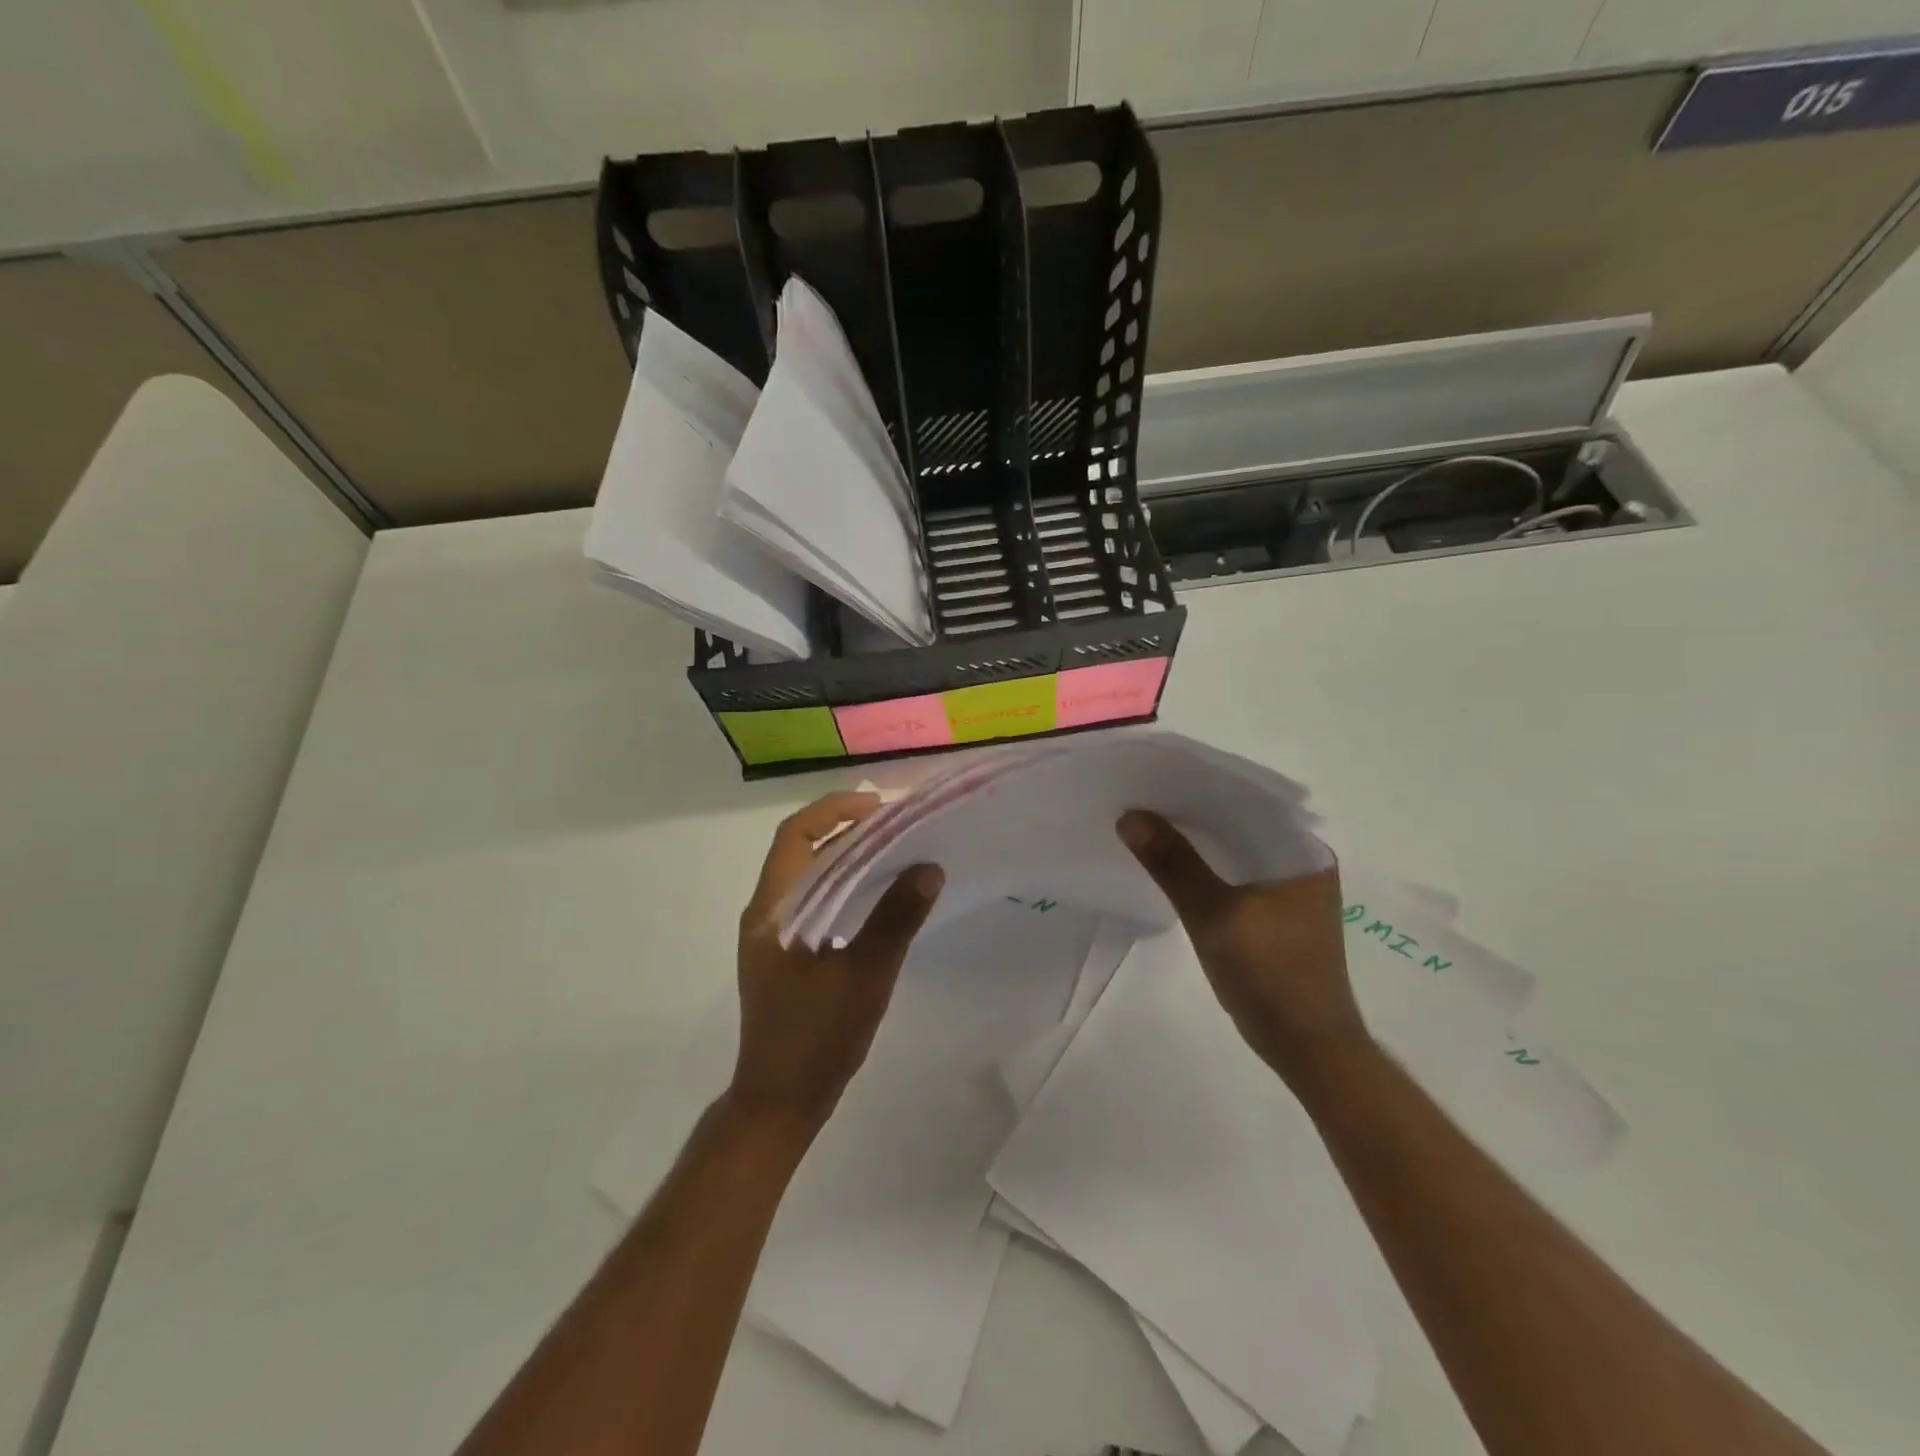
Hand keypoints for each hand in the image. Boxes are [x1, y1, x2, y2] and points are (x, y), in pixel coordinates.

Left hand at [729, 791, 942, 1139]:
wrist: (780, 1102)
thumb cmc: (817, 1037)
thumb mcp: (865, 975)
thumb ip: (895, 918)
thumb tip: (929, 867)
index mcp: (773, 910)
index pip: (795, 836)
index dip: (833, 811)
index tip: (878, 806)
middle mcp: (766, 914)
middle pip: (801, 851)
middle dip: (845, 829)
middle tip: (894, 824)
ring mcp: (772, 936)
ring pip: (808, 877)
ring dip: (845, 858)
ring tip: (892, 851)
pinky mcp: (784, 955)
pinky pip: (813, 902)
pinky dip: (842, 887)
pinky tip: (875, 897)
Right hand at [1118, 809, 1366, 1084]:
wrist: (1309, 1049)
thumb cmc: (1271, 977)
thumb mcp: (1215, 917)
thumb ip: (1174, 864)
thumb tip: (1130, 816)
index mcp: (1302, 851)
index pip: (1248, 798)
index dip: (1201, 783)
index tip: (1156, 773)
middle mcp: (1301, 860)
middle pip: (1239, 821)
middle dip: (1194, 810)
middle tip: (1142, 795)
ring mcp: (1291, 888)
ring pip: (1235, 848)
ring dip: (1198, 839)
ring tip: (1149, 821)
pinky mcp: (1276, 912)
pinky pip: (1235, 873)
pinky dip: (1206, 865)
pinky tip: (1173, 863)